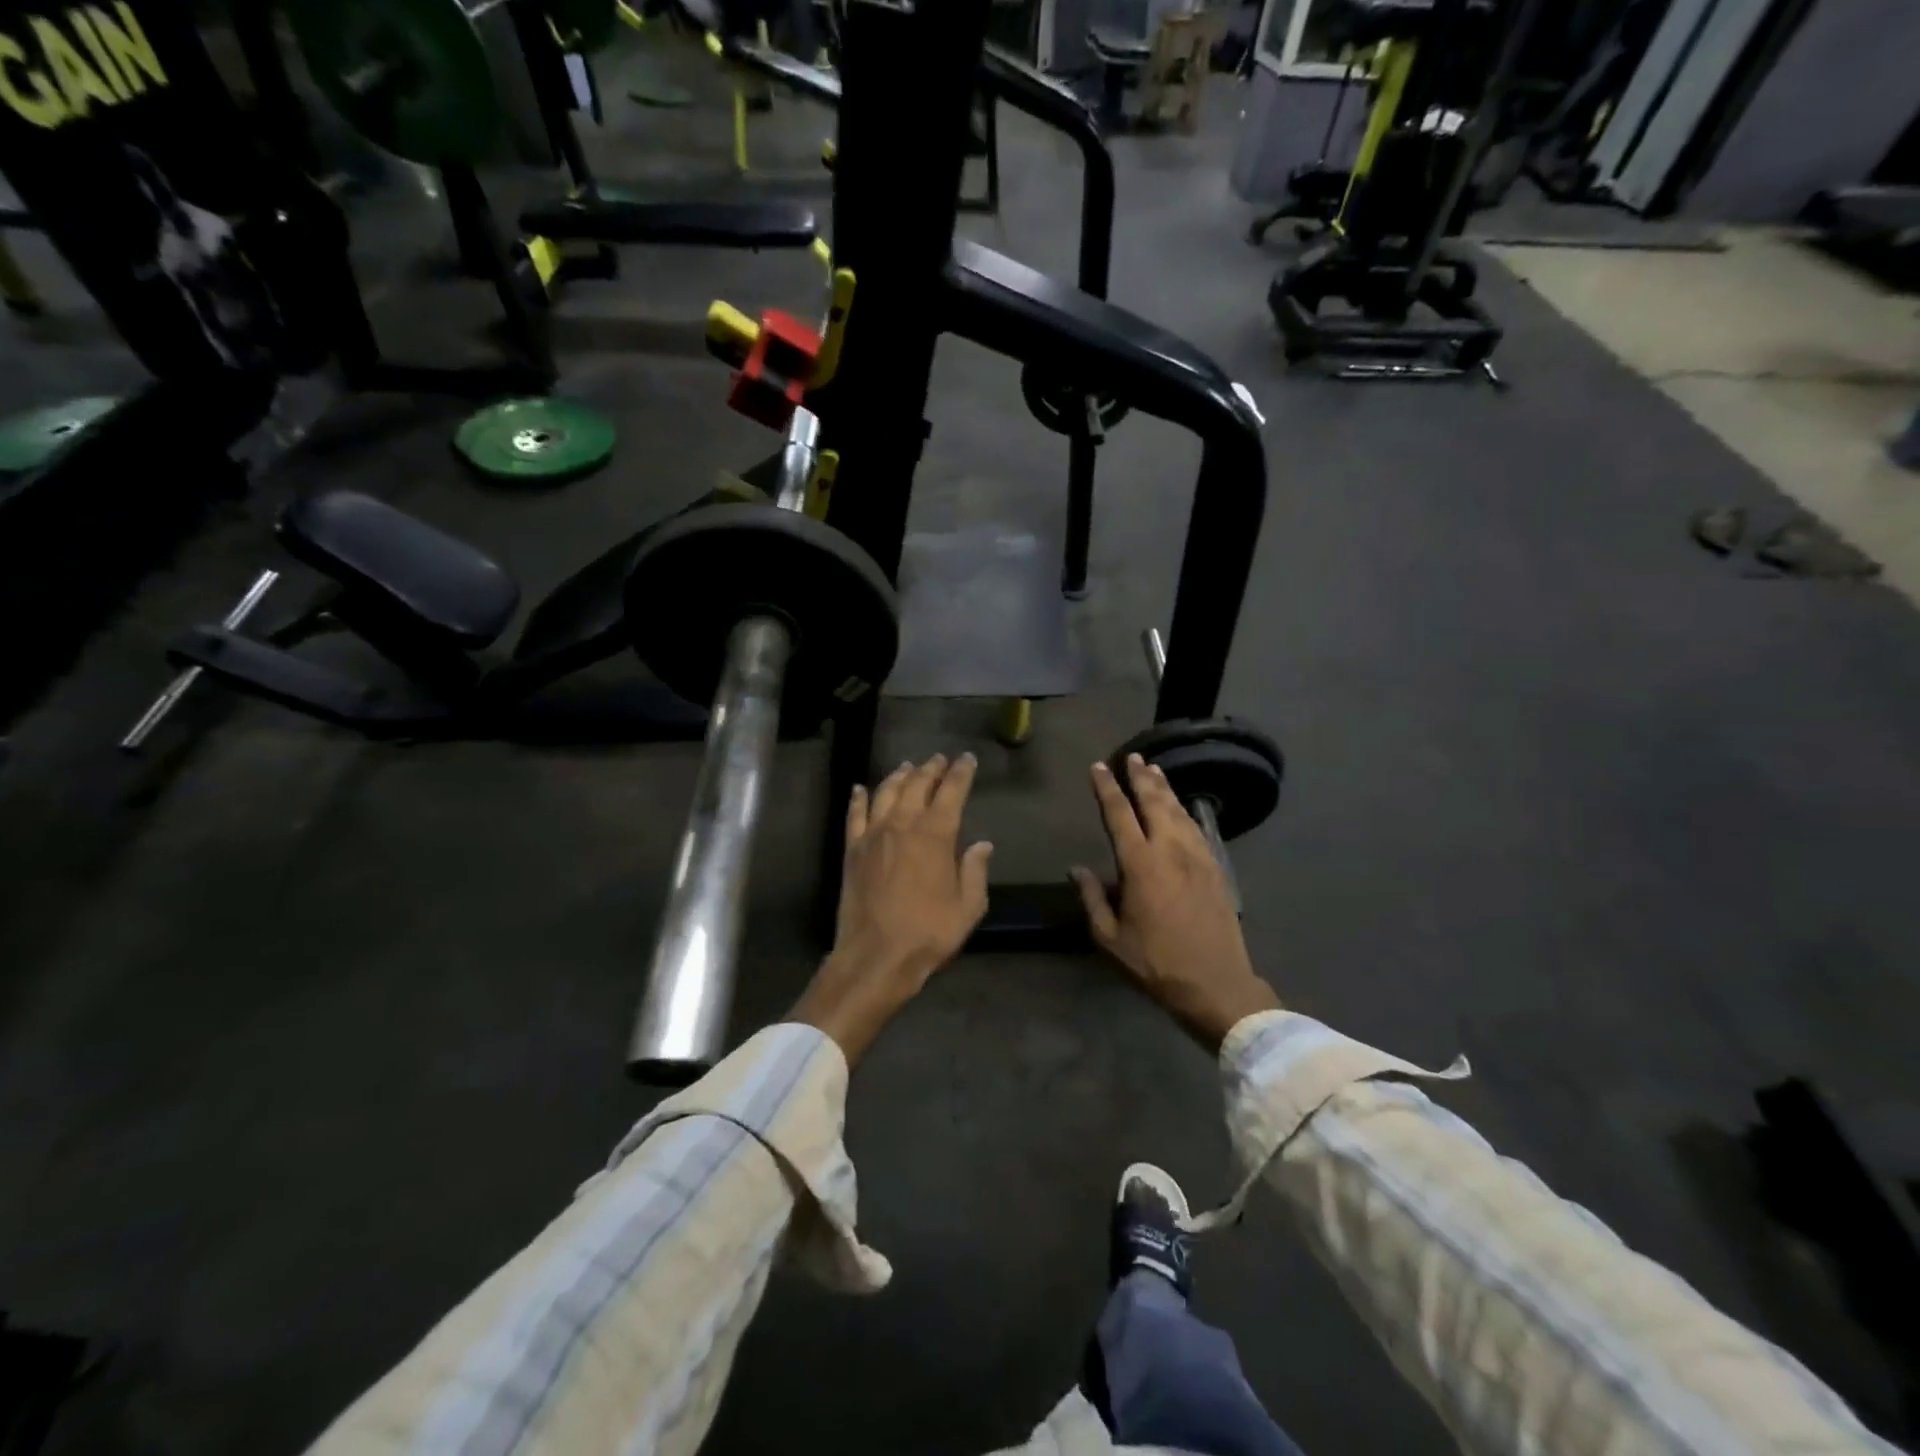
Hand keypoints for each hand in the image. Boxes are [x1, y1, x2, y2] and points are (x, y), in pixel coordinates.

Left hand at [792, 754, 991, 1064]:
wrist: (876, 957)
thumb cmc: (928, 933)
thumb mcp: (967, 908)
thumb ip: (975, 871)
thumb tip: (982, 844)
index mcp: (936, 835)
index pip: (951, 791)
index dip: (961, 772)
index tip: (967, 759)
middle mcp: (903, 825)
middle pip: (917, 785)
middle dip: (931, 769)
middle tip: (939, 759)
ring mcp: (873, 835)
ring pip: (886, 792)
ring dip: (899, 776)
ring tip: (908, 767)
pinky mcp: (852, 850)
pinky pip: (855, 814)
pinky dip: (858, 798)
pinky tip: (860, 789)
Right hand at [1071, 754, 1279, 1050]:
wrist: (1216, 984)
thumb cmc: (1156, 963)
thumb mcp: (1111, 938)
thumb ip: (1093, 898)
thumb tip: (1077, 869)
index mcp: (1141, 864)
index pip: (1119, 814)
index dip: (1107, 788)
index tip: (1098, 767)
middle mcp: (1171, 850)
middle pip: (1154, 802)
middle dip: (1141, 777)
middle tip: (1133, 757)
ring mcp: (1198, 857)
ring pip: (1179, 811)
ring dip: (1164, 789)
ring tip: (1155, 771)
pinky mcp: (1216, 869)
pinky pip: (1197, 829)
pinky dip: (1185, 811)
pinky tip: (1182, 808)